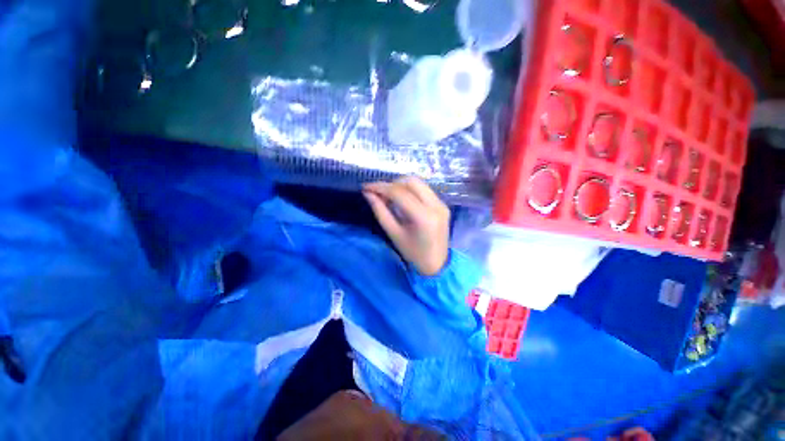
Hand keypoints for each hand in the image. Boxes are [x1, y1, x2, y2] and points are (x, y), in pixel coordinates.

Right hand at [363, 177, 449, 275]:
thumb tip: (368, 194)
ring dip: (401, 186)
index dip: (381, 187)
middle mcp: (436, 205)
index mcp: (424, 217)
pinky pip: (424, 190)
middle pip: (412, 181)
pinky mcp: (443, 205)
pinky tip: (402, 200)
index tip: (366, 187)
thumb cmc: (413, 254)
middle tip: (379, 194)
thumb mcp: (394, 234)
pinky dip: (410, 191)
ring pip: (419, 183)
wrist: (437, 264)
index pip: (400, 193)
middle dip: (392, 184)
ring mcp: (442, 204)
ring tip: (389, 197)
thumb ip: (380, 211)